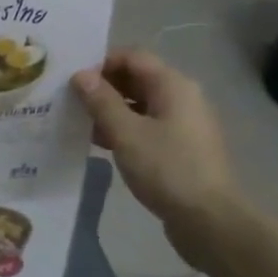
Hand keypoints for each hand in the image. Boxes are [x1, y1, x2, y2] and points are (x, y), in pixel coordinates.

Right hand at [73, 50, 244, 265]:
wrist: (209, 220)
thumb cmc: (166, 169)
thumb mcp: (125, 132)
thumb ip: (101, 101)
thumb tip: (80, 75)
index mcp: (173, 85)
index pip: (132, 57)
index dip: (100, 63)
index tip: (71, 80)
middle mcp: (182, 97)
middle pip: (136, 79)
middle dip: (102, 87)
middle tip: (68, 101)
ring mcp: (183, 123)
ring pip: (139, 104)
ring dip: (109, 110)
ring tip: (78, 123)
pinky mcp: (179, 147)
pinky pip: (146, 126)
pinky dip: (122, 129)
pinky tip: (99, 143)